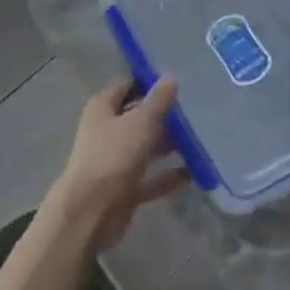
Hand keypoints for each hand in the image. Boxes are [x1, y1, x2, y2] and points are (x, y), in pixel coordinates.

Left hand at [49, 78, 191, 250]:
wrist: (91, 213)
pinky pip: (150, 178)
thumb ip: (158, 100)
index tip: (177, 82)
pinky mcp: (124, 189)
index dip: (149, 82)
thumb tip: (170, 77)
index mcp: (103, 108)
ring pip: (145, 147)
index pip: (127, 85)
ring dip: (168, 145)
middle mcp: (106, 131)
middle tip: (194, 112)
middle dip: (164, 115)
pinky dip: (167, 176)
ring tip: (199, 140)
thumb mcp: (141, 122)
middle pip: (138, 117)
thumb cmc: (114, 156)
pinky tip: (193, 173)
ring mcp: (115, 161)